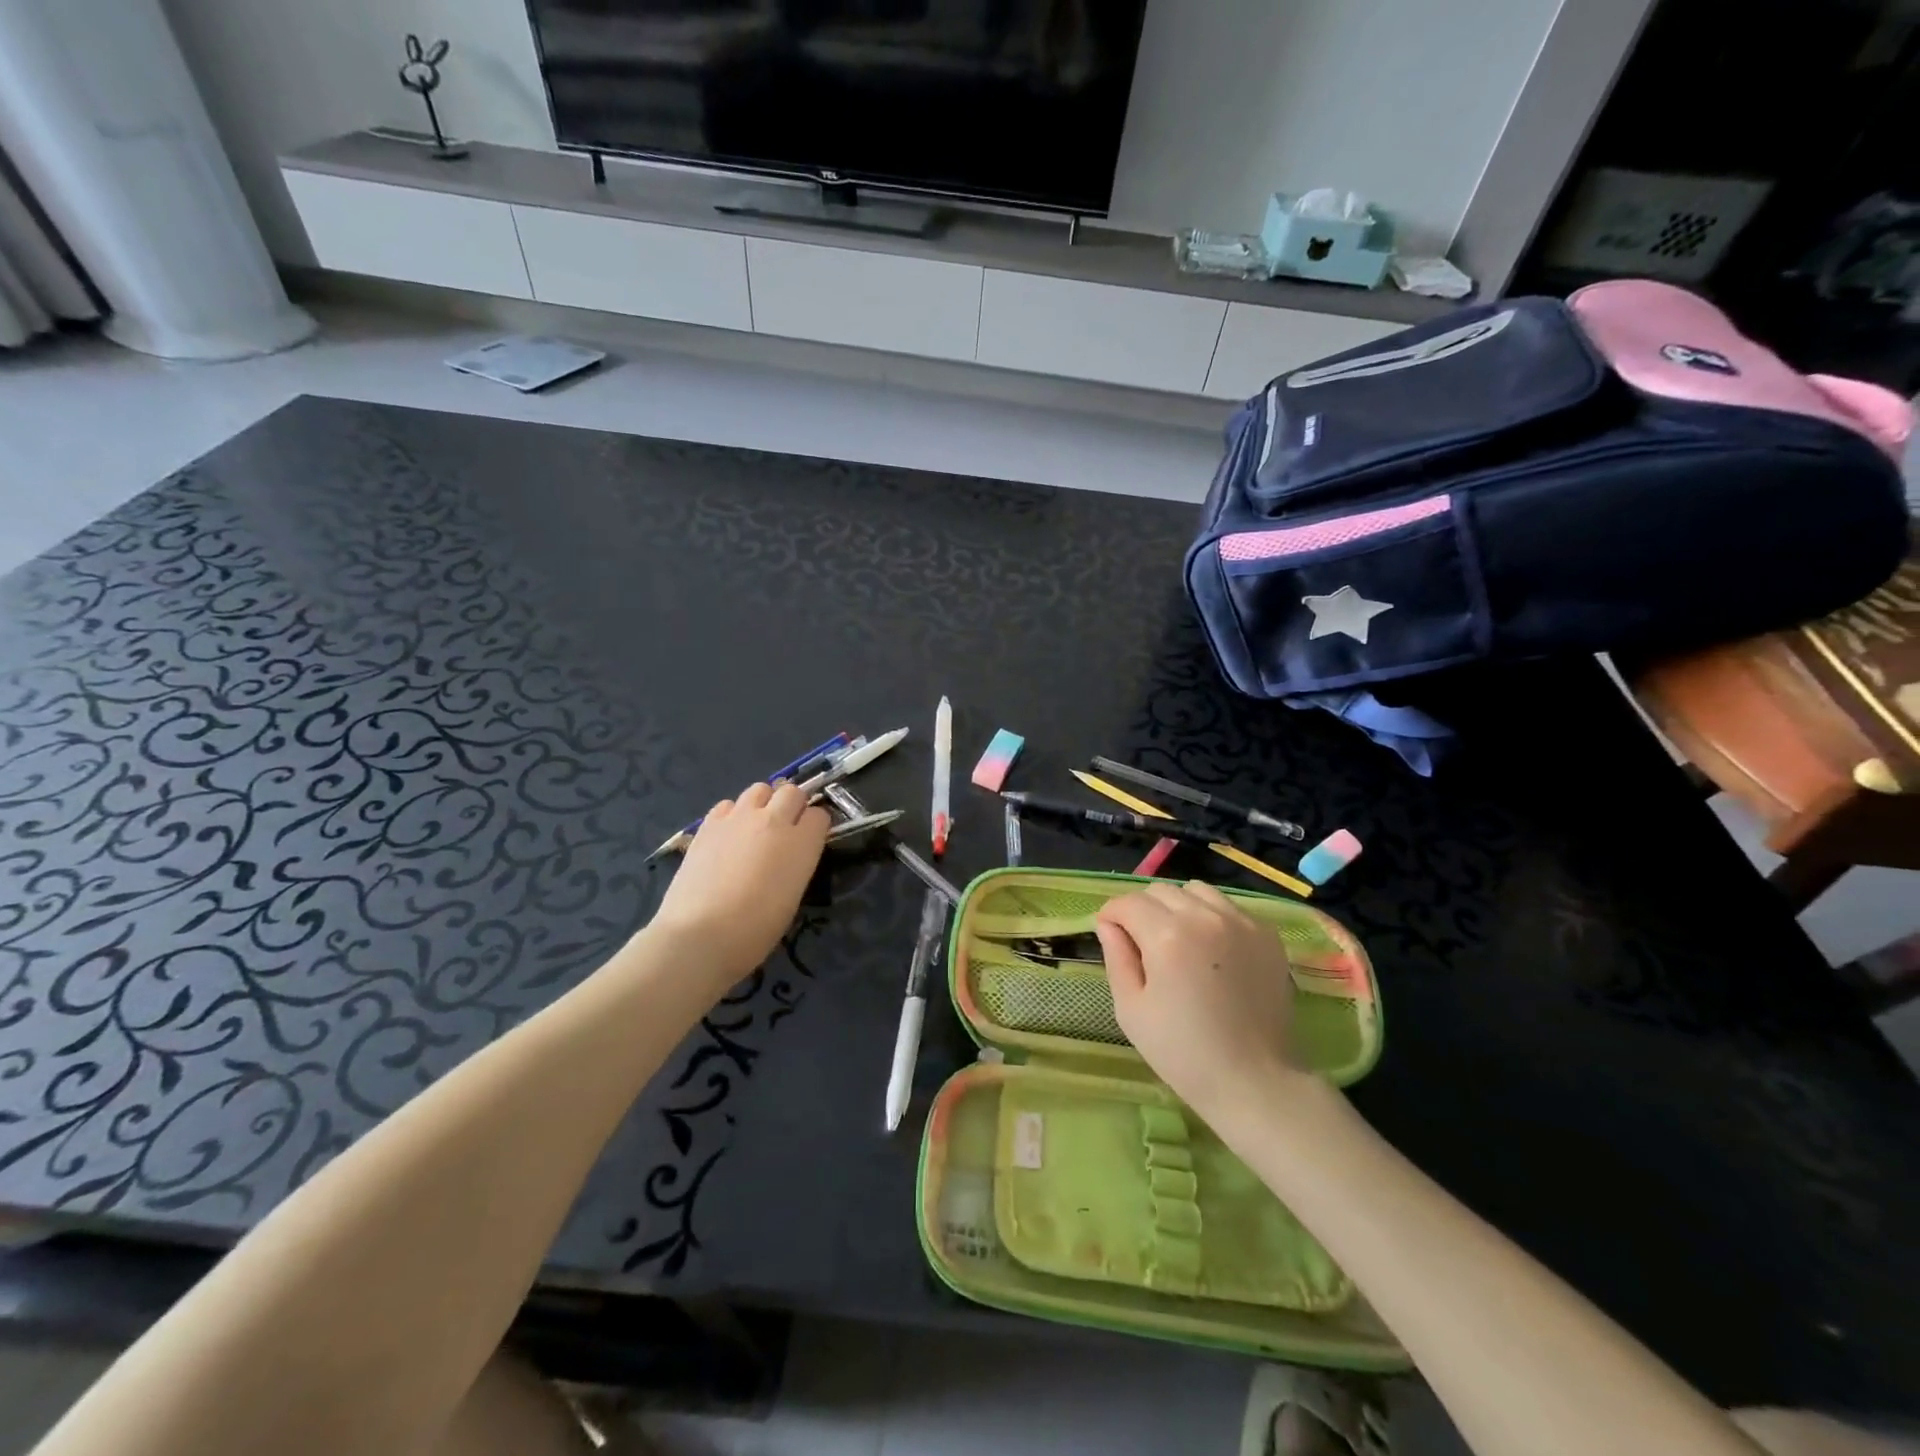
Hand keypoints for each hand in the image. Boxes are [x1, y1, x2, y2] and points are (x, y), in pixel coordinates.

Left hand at [650, 782, 828, 986]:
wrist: (701, 934)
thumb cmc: (756, 929)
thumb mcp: (792, 896)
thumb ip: (797, 863)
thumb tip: (790, 854)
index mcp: (802, 843)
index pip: (819, 815)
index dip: (815, 826)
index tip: (810, 841)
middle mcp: (774, 820)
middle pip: (792, 791)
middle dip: (793, 805)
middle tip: (785, 829)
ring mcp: (738, 817)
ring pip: (759, 789)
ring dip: (763, 802)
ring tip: (756, 826)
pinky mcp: (709, 823)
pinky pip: (728, 804)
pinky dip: (733, 813)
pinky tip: (728, 835)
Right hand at [1094, 881, 1311, 1125]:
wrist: (1254, 1081)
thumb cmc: (1183, 1052)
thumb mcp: (1131, 1010)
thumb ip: (1116, 958)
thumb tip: (1109, 925)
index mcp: (1167, 936)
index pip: (1128, 903)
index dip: (1112, 916)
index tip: (1110, 934)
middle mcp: (1205, 917)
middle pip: (1160, 891)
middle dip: (1142, 909)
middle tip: (1142, 943)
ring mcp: (1241, 922)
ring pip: (1196, 891)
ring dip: (1178, 907)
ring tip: (1179, 941)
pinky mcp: (1267, 934)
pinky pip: (1228, 907)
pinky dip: (1211, 917)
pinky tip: (1211, 950)